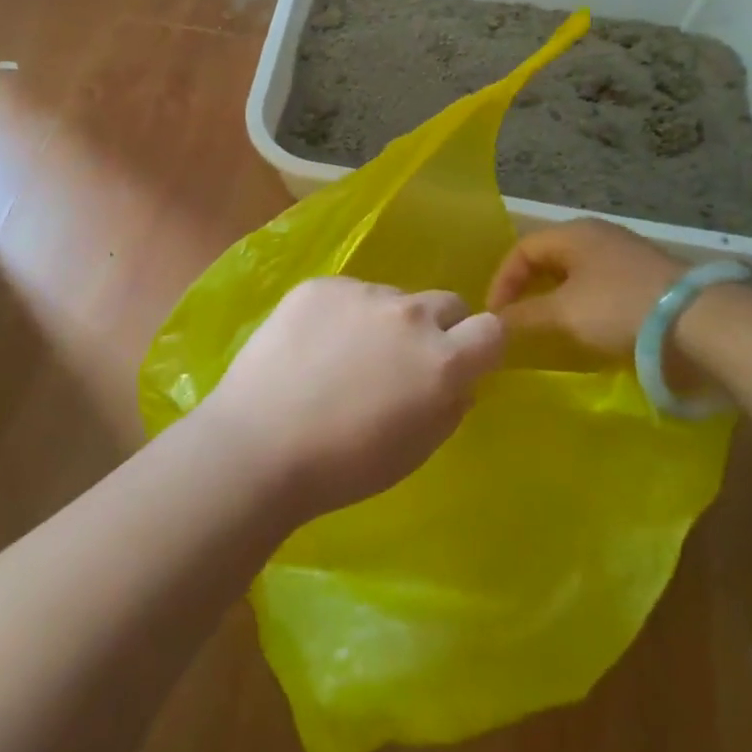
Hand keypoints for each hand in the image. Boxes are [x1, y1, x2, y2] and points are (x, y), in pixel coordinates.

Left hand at [205, 278, 505, 520]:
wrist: (260, 444)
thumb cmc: (345, 466)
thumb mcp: (417, 449)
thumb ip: (449, 404)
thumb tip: (457, 380)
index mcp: (443, 359)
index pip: (492, 329)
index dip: (481, 345)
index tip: (464, 361)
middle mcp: (410, 314)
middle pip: (446, 303)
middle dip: (437, 328)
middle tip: (402, 361)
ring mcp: (363, 293)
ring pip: (392, 298)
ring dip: (384, 321)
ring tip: (343, 358)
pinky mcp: (321, 285)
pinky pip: (348, 293)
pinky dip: (342, 314)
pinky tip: (311, 346)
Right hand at [486, 219, 685, 355]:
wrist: (698, 322)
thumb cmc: (618, 308)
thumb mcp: (563, 314)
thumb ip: (523, 317)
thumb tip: (493, 323)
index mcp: (573, 233)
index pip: (522, 249)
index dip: (502, 282)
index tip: (495, 317)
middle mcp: (597, 235)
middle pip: (549, 258)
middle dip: (528, 289)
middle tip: (517, 319)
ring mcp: (625, 255)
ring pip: (575, 273)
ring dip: (556, 299)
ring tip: (549, 327)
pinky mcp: (647, 278)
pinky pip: (600, 286)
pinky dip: (583, 305)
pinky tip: (587, 328)